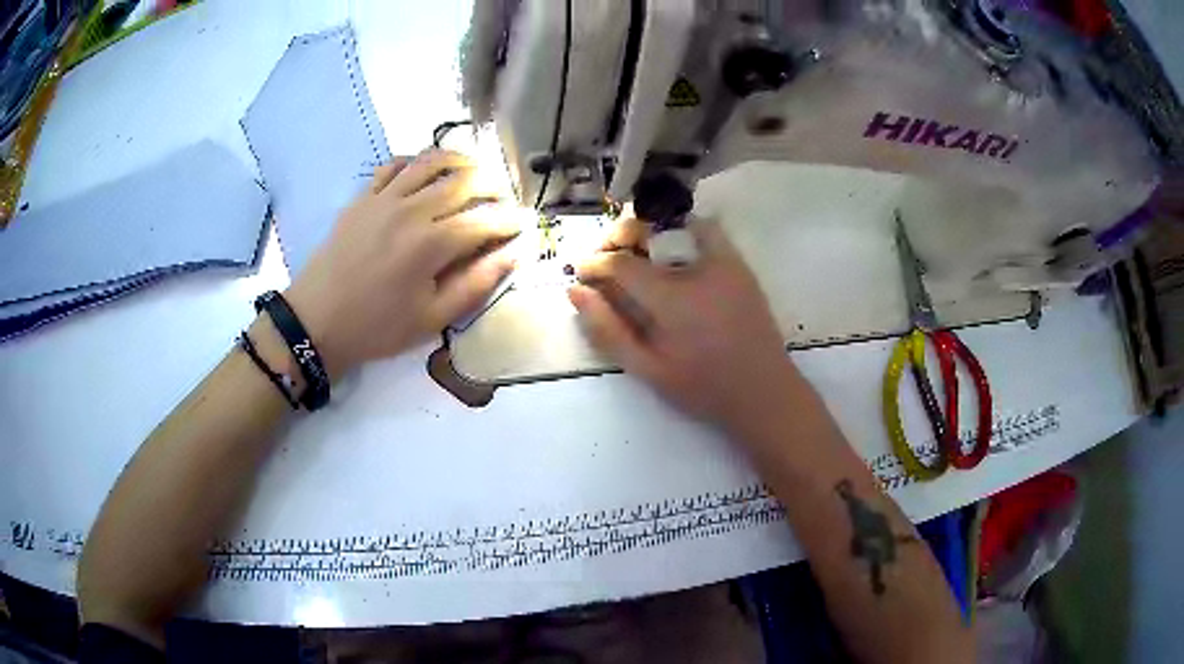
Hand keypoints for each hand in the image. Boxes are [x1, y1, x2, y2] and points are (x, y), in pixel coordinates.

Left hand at [284, 150, 525, 378]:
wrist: (317, 321)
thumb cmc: (377, 327)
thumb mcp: (432, 319)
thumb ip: (476, 283)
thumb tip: (513, 255)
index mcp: (432, 244)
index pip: (486, 220)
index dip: (511, 220)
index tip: (523, 225)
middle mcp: (413, 210)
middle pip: (465, 180)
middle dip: (493, 185)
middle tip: (502, 199)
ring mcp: (385, 198)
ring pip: (432, 161)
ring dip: (461, 161)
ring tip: (474, 170)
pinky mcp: (363, 197)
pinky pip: (395, 165)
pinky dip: (416, 161)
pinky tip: (425, 171)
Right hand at [569, 219, 803, 433]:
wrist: (764, 392)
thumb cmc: (704, 388)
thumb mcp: (648, 370)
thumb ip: (609, 330)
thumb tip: (575, 291)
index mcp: (673, 300)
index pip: (622, 264)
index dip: (595, 263)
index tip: (580, 272)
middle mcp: (698, 270)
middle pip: (647, 230)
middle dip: (617, 236)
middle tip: (604, 257)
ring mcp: (724, 262)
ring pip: (677, 222)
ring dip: (648, 231)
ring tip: (635, 254)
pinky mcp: (740, 265)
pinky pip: (707, 231)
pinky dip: (683, 231)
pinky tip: (672, 256)